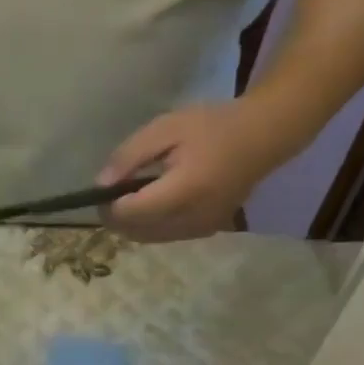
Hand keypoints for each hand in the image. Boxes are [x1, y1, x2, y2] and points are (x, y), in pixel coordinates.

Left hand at [98, 101, 284, 241]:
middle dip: (116, 216)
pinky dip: (150, 225)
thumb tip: (100, 184)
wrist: (264, 136)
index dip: (108, 205)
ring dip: (132, 223)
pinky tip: (154, 202)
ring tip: (134, 194)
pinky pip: (165, 236)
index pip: (129, 214)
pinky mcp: (207, 231)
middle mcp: (192, 218)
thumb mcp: (164, 129)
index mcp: (183, 191)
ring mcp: (202, 229)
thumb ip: (128, 157)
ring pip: (147, 238)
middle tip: (114, 192)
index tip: (103, 189)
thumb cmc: (212, 126)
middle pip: (134, 232)